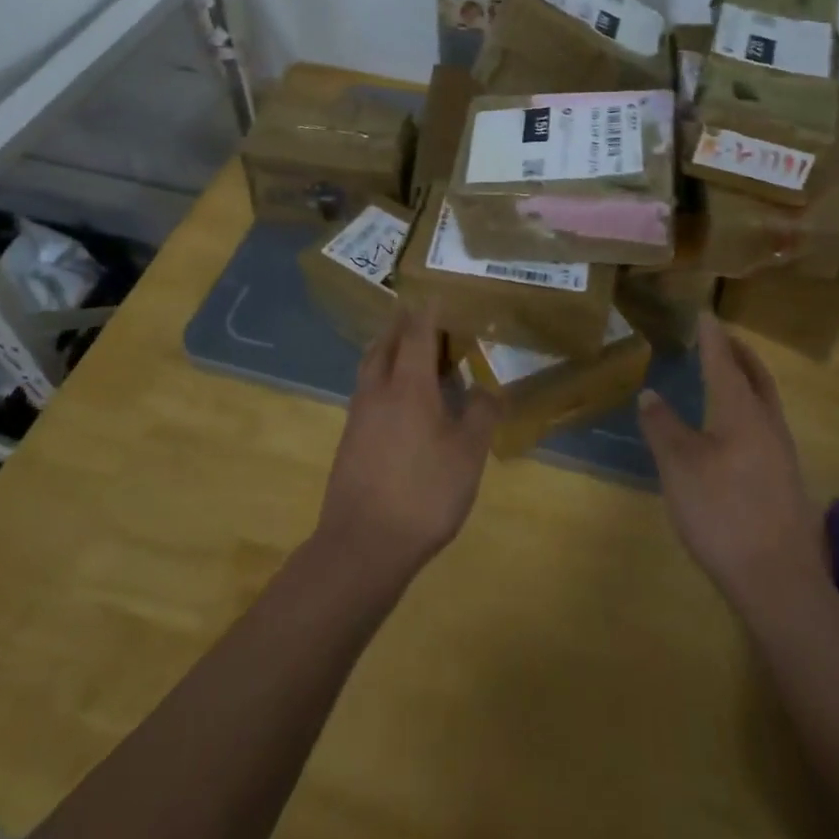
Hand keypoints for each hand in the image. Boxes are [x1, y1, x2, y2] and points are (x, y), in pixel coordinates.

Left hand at [315, 304, 500, 586]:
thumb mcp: (467, 455)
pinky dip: (383, 377)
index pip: (416, 333)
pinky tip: (399, 399)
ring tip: (410, 351)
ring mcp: (359, 414)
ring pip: (371, 366)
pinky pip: (367, 390)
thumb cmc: (423, 493)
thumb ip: (481, 414)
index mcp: (408, 385)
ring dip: (389, 349)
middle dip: (403, 325)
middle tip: (425, 319)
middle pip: (386, 343)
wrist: (362, 545)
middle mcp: (378, 390)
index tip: (436, 294)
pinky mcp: (350, 439)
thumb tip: (488, 387)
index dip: (428, 312)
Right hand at [638, 312, 827, 616]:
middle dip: (738, 352)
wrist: (778, 582)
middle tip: (719, 337)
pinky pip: (765, 424)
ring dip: (746, 379)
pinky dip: (748, 406)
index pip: (724, 361)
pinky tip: (732, 428)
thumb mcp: (678, 466)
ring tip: (725, 374)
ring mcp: (782, 454)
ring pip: (765, 401)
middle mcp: (768, 424)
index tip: (705, 313)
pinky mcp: (784, 480)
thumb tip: (651, 394)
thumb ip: (663, 426)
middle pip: (756, 376)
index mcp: (742, 412)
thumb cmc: (723, 513)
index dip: (712, 336)